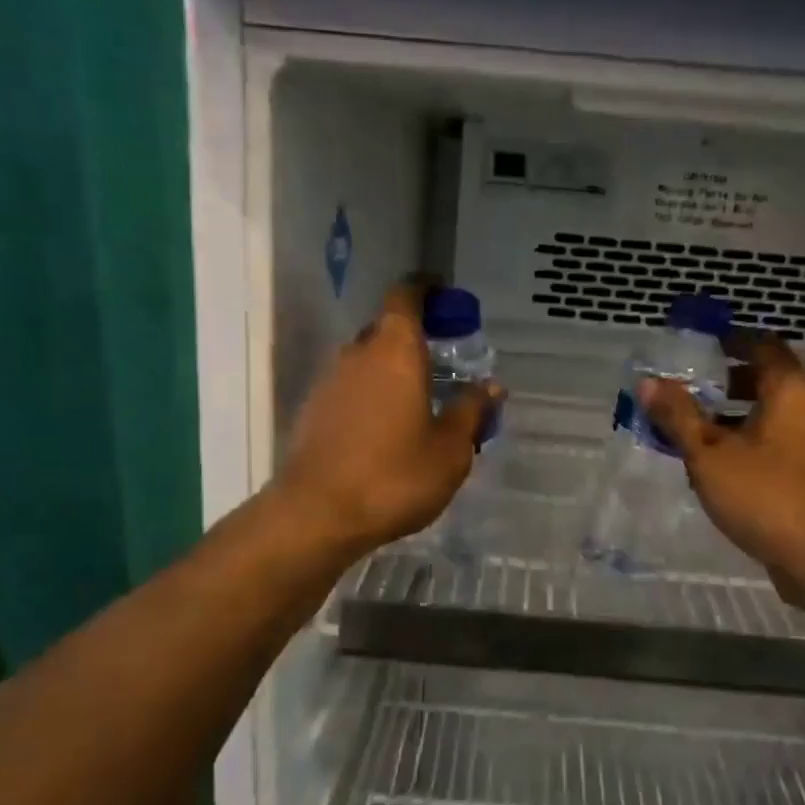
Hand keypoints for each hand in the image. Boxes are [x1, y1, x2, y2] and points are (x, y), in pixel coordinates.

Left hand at [278, 283, 502, 556]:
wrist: (317, 515)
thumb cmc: (394, 475)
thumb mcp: (450, 449)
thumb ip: (472, 412)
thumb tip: (491, 386)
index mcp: (395, 350)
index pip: (406, 296)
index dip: (426, 290)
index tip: (446, 297)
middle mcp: (358, 355)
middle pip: (386, 329)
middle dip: (414, 338)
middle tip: (444, 362)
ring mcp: (329, 382)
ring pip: (366, 362)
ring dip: (392, 370)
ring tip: (419, 402)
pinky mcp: (313, 411)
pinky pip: (350, 389)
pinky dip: (372, 395)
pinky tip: (387, 430)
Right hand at [641, 335, 804, 601]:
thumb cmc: (768, 495)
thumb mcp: (709, 455)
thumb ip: (678, 416)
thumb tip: (647, 382)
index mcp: (791, 388)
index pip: (761, 344)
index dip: (729, 341)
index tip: (697, 346)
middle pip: (766, 379)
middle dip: (724, 383)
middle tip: (685, 391)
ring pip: (771, 414)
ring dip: (733, 417)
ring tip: (691, 431)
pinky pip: (778, 441)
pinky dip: (749, 441)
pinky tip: (717, 466)